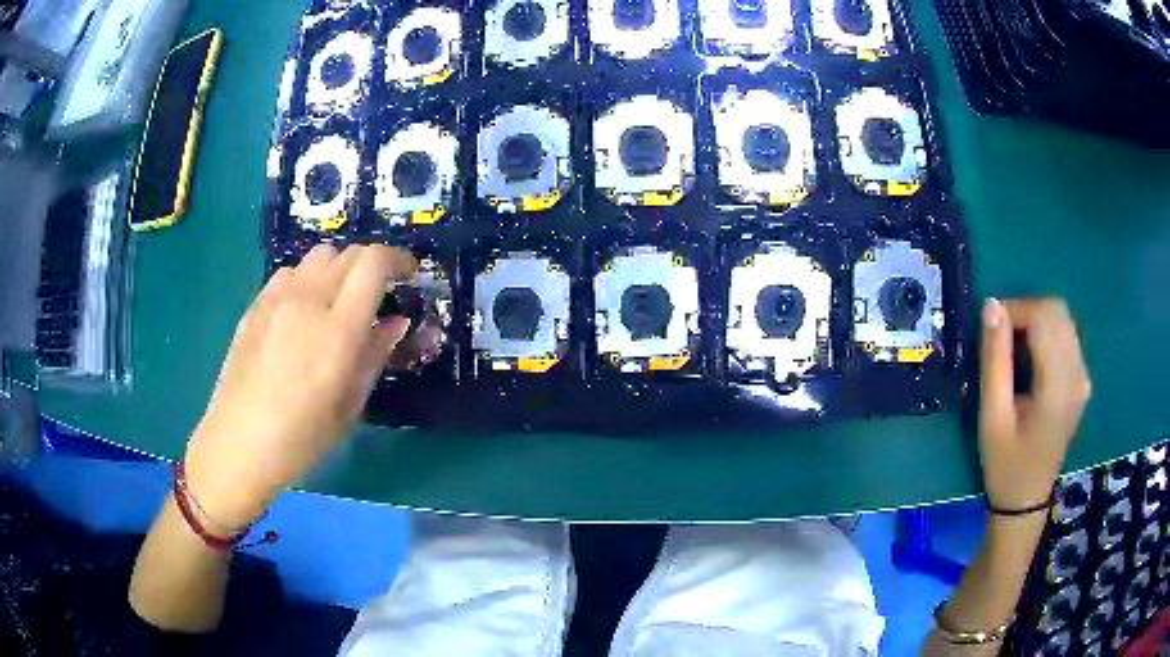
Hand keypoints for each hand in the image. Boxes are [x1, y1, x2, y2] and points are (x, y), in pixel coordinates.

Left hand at [184, 245, 417, 528]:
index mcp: (337, 330)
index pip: (373, 264)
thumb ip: (375, 355)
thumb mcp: (350, 405)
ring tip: (338, 301)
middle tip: (378, 294)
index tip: (409, 274)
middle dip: (372, 265)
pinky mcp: (255, 305)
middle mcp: (306, 301)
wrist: (238, 444)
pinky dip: (308, 279)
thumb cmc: (301, 438)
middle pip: (348, 253)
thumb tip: (396, 322)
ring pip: (318, 256)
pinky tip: (303, 311)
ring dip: (339, 269)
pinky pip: (290, 272)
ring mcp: (276, 299)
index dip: (398, 259)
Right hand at [978, 298, 1090, 511]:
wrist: (1026, 500)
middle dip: (1026, 311)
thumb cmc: (1005, 465)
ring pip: (1063, 319)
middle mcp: (1078, 374)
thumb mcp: (992, 417)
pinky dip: (1046, 333)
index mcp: (1058, 386)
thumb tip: (991, 306)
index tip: (991, 328)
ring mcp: (1083, 376)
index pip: (1044, 317)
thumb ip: (994, 361)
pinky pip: (1066, 335)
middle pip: (1057, 311)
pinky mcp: (1081, 379)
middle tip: (1001, 337)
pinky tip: (1031, 359)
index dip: (1016, 309)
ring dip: (1036, 320)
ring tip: (1014, 348)